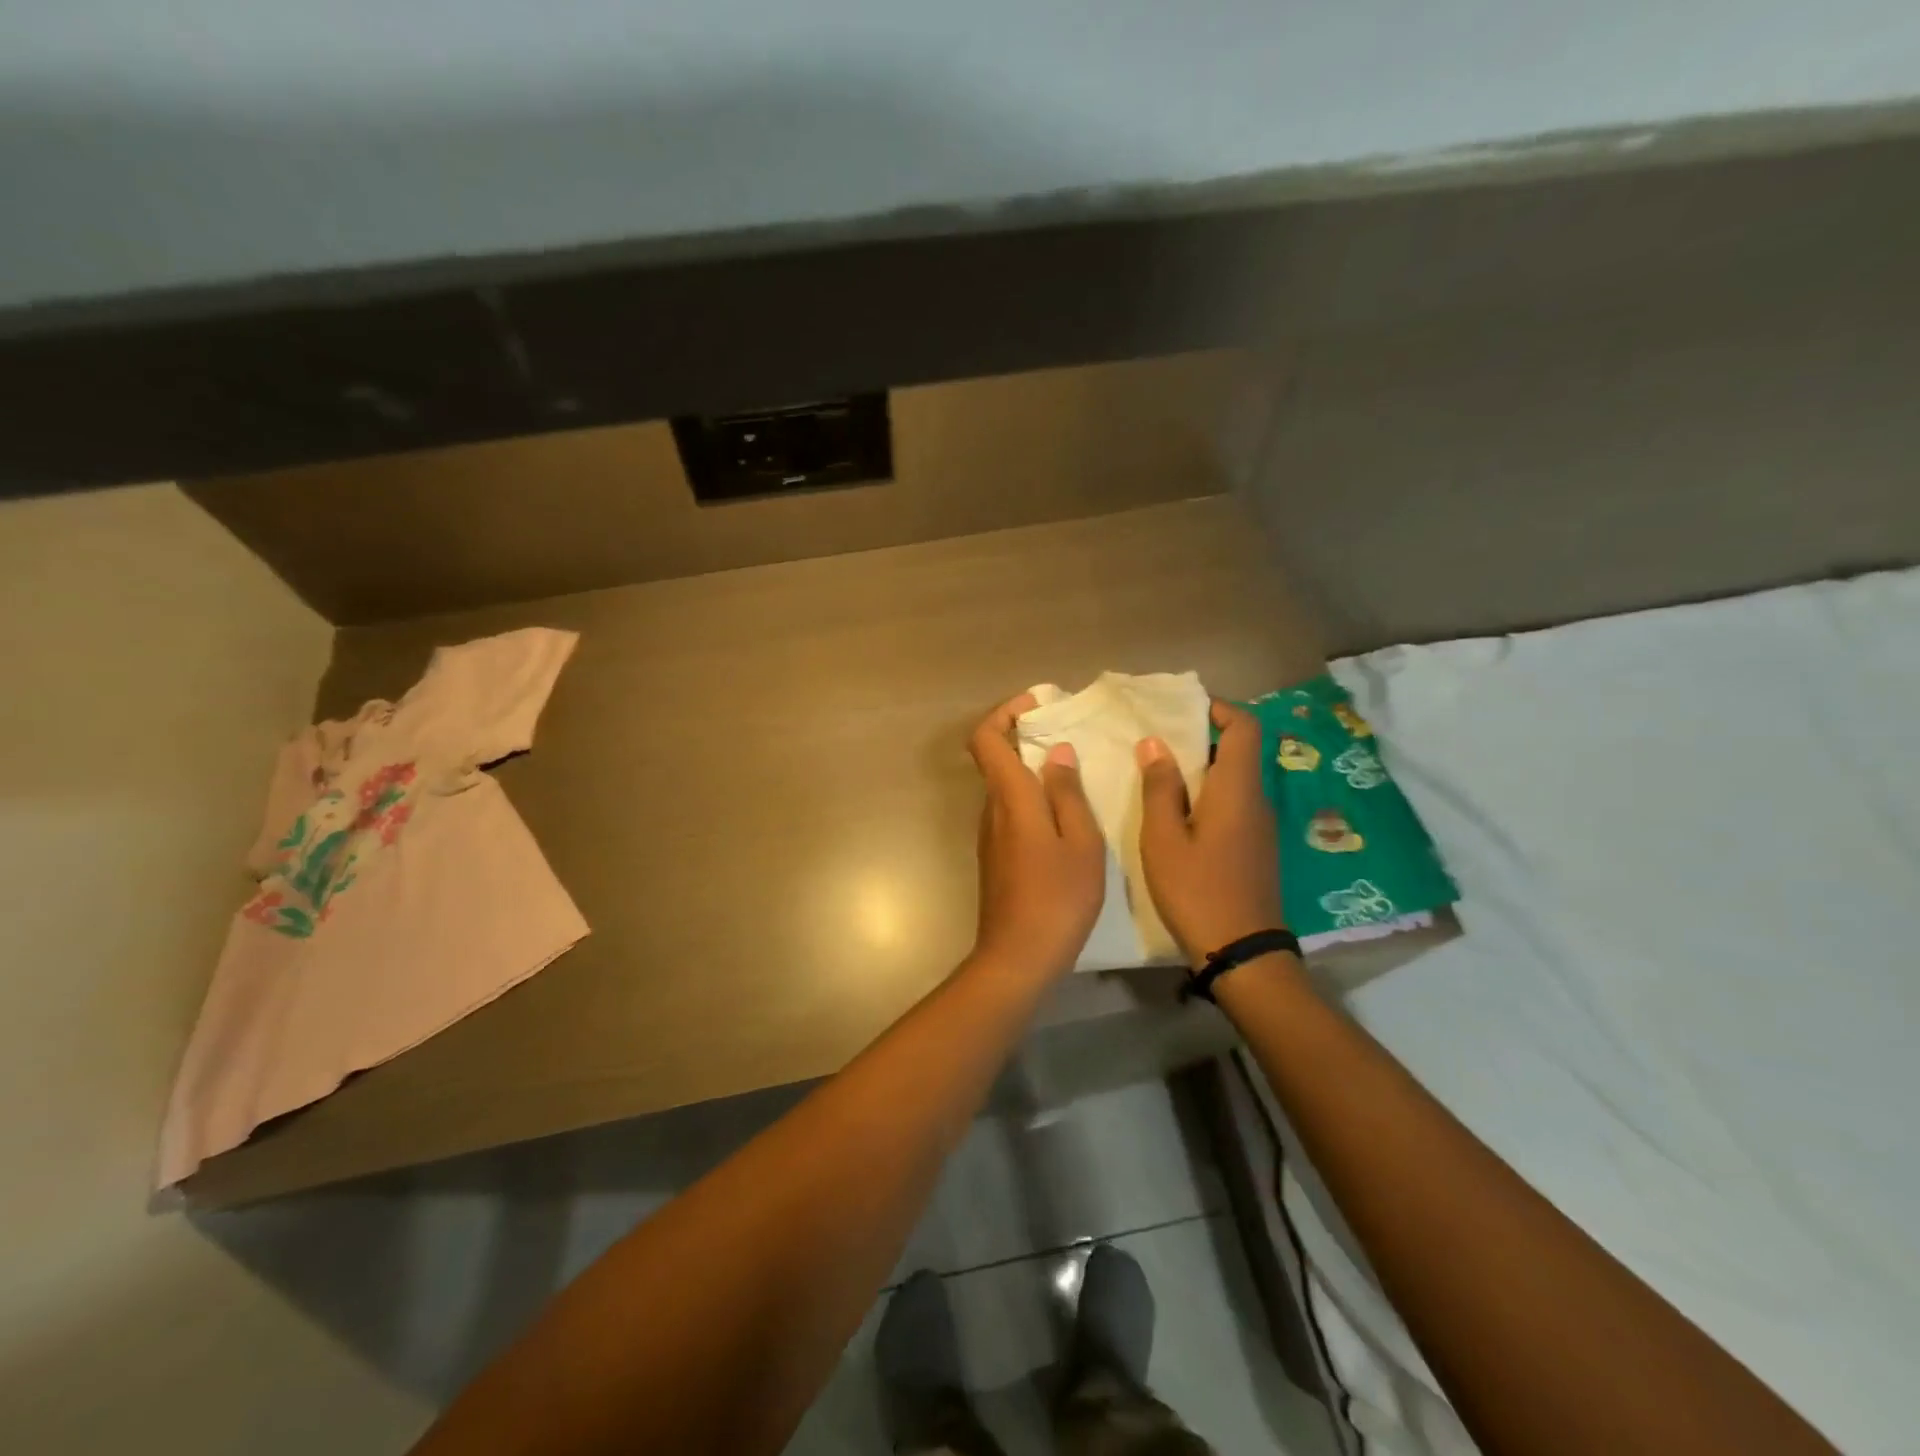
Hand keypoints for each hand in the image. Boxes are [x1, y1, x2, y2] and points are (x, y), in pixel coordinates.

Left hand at [966, 694, 1105, 980]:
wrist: (1018, 957)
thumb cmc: (1057, 898)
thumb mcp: (1081, 843)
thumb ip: (1068, 794)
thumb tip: (1056, 753)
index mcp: (1011, 798)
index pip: (986, 739)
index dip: (1004, 713)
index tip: (1037, 705)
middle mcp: (992, 810)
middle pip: (995, 759)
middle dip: (1025, 738)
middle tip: (1069, 736)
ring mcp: (990, 836)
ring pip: (1005, 788)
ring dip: (1031, 771)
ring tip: (1076, 775)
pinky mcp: (996, 857)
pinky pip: (1011, 813)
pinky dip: (1032, 800)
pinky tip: (1065, 817)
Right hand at [1137, 700, 1283, 962]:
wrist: (1242, 952)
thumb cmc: (1197, 890)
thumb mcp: (1164, 839)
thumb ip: (1159, 788)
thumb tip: (1154, 744)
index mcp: (1237, 790)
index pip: (1245, 728)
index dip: (1220, 710)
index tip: (1184, 710)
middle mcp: (1257, 800)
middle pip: (1239, 751)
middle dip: (1201, 738)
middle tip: (1158, 742)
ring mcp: (1260, 827)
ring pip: (1235, 780)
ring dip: (1202, 769)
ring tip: (1159, 775)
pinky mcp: (1256, 848)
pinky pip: (1235, 804)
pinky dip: (1209, 795)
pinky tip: (1178, 815)